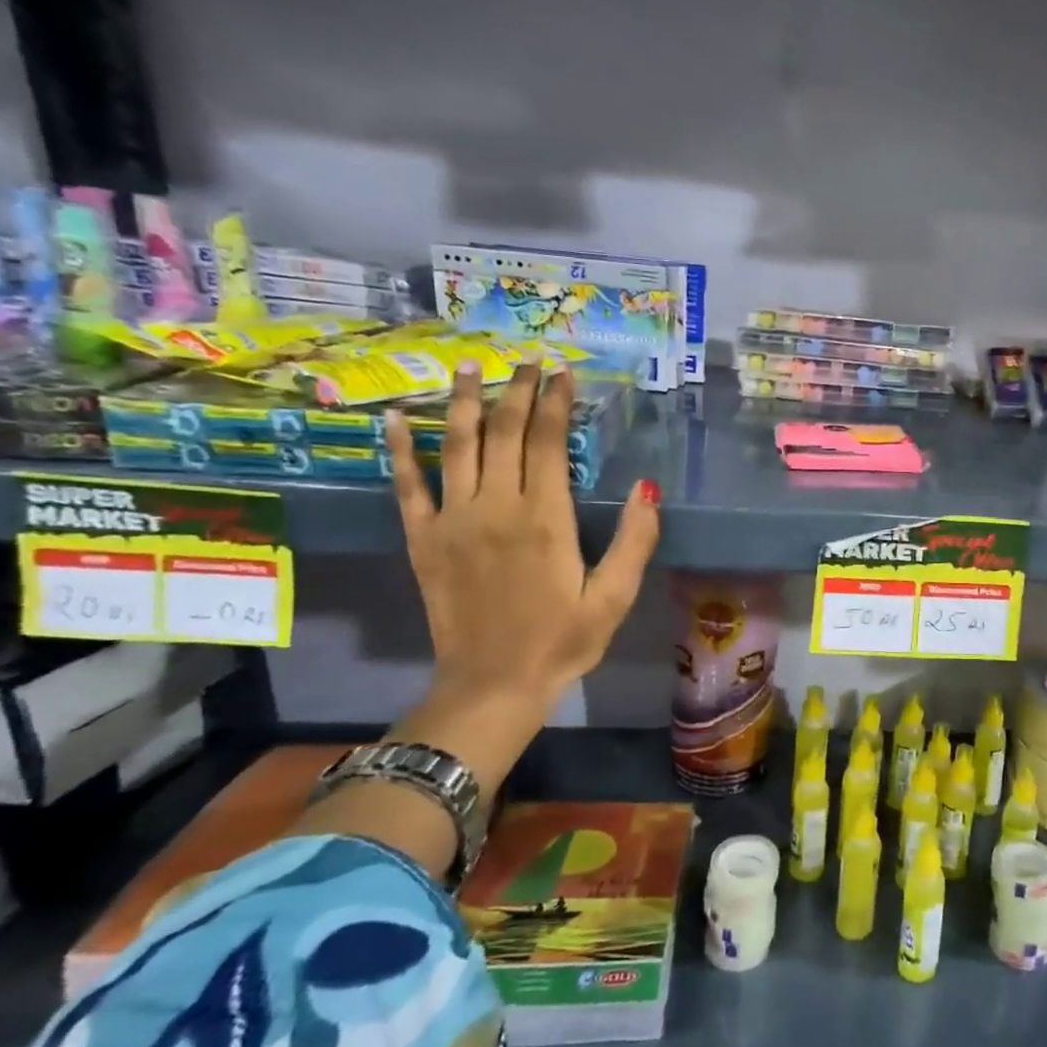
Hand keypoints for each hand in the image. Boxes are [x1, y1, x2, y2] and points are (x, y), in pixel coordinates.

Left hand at [385, 360, 661, 718]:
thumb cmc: (563, 642)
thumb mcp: (614, 598)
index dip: (556, 403)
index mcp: (545, 519)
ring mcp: (453, 521)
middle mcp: (495, 507)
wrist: (492, 684)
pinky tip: (398, 417)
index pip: (548, 443)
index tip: (563, 373)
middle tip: (527, 361)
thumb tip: (648, 487)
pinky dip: (401, 449)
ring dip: (466, 402)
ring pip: (458, 446)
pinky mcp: (423, 540)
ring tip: (471, 367)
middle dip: (518, 391)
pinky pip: (407, 485)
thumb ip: (635, 541)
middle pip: (505, 433)